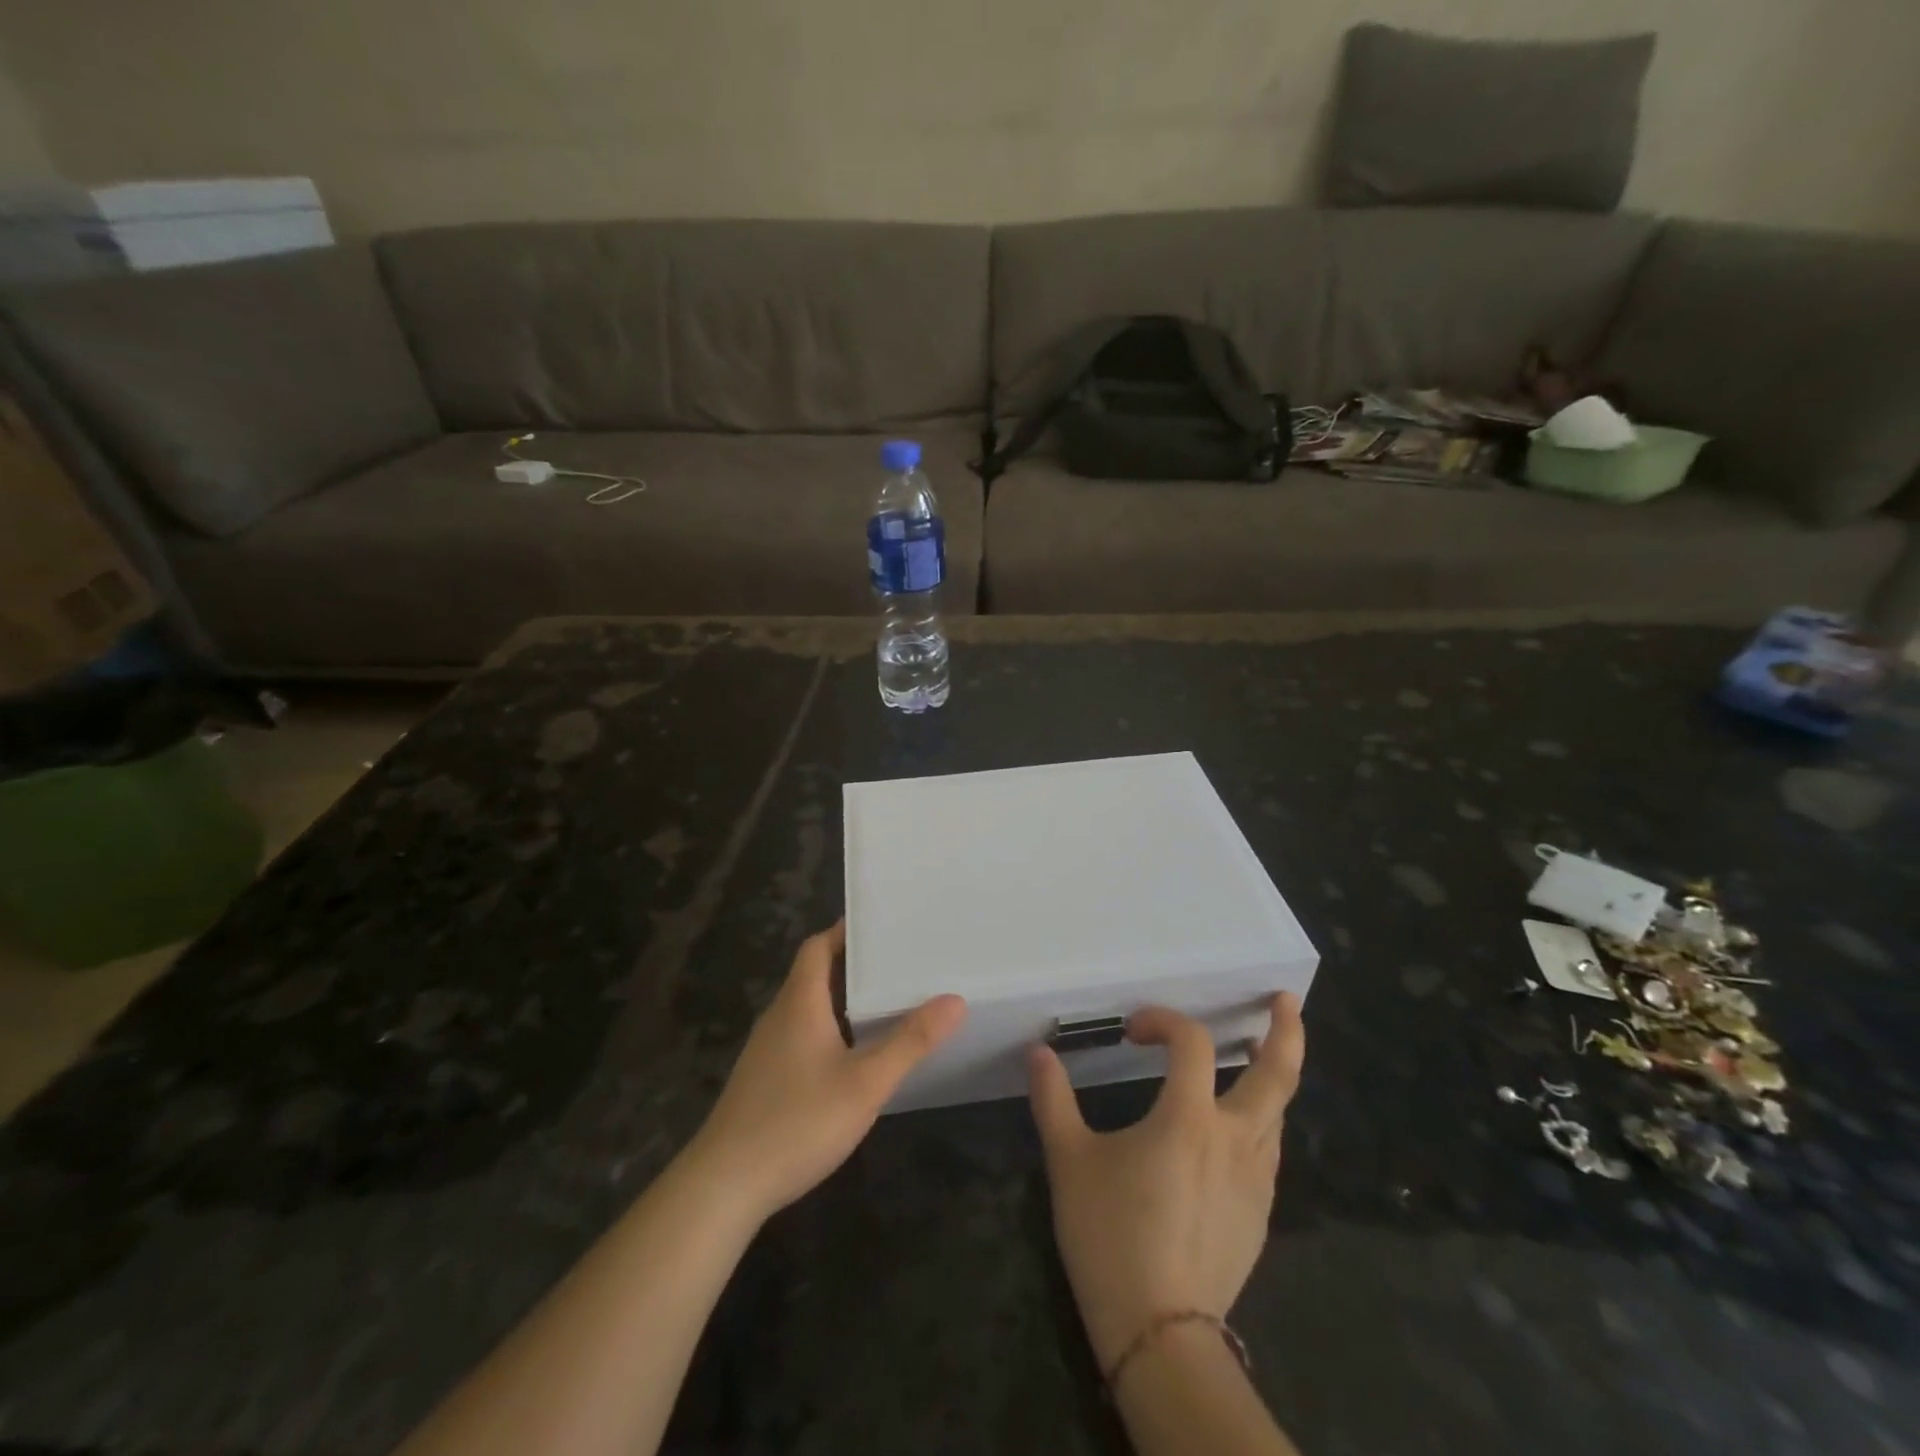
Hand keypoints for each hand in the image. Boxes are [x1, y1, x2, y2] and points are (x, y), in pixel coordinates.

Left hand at [686, 921, 966, 1224]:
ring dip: (840, 998)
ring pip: (807, 1007)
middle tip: (897, 962)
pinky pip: (800, 1035)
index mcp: (799, 1002)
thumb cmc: (798, 1121)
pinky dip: (828, 1029)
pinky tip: (851, 1055)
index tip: (881, 925)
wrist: (724, 1186)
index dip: (845, 931)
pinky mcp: (763, 1079)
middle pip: (813, 973)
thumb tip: (954, 1000)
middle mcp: (779, 1016)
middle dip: (852, 964)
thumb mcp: (865, 1082)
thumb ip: (910, 1041)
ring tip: (884, 1002)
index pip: (818, 946)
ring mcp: (766, 1050)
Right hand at [1027, 994, 1305, 1369]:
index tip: (1134, 1030)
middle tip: (1285, 1002)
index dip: (1164, 1021)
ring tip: (1258, 1058)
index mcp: (1189, 1118)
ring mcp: (1255, 1180)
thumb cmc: (1111, 1236)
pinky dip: (1260, 1122)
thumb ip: (1053, 1099)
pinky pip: (1268, 1151)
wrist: (1159, 1334)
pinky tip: (1236, 1130)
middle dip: (1286, 1031)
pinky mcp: (1260, 1215)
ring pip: (1278, 1113)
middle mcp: (1234, 1139)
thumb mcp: (1069, 1161)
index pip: (1191, 1042)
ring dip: (1272, 1077)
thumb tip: (1038, 1052)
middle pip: (1277, 1074)